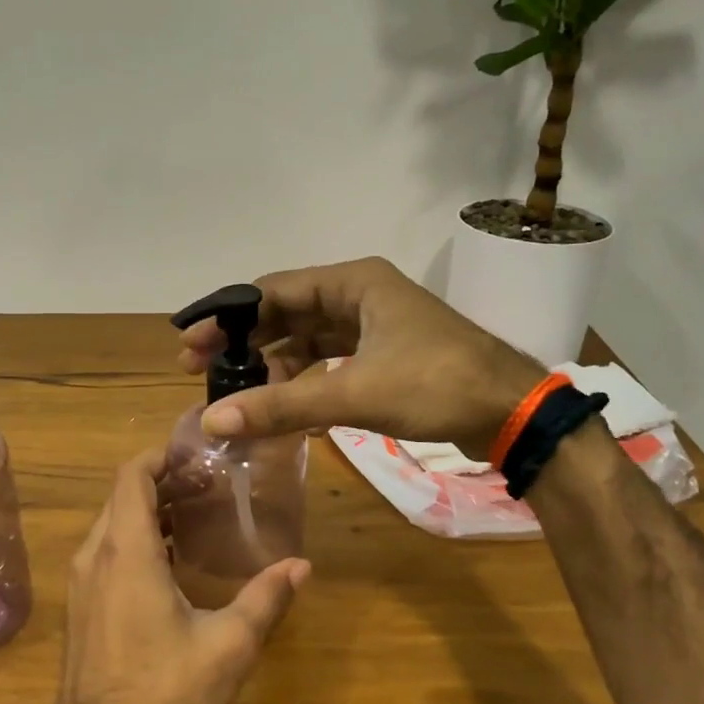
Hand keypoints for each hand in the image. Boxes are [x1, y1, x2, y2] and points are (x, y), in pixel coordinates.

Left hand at [56, 450, 309, 703]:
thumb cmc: (164, 693)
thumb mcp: (228, 645)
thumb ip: (265, 599)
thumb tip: (302, 565)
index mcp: (126, 552)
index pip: (132, 477)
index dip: (160, 456)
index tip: (196, 454)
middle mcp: (94, 558)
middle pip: (122, 497)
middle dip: (162, 483)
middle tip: (208, 484)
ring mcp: (81, 586)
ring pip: (111, 527)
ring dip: (148, 513)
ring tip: (195, 516)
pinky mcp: (79, 610)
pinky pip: (104, 555)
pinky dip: (134, 542)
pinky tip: (170, 564)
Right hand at [178, 256, 546, 455]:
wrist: (513, 412)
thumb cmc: (436, 385)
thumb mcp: (354, 393)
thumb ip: (282, 406)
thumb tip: (213, 421)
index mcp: (353, 282)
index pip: (272, 291)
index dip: (227, 318)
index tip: (190, 345)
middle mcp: (359, 294)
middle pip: (285, 313)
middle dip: (244, 342)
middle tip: (200, 371)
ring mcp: (373, 325)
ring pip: (306, 339)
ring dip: (272, 364)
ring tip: (237, 393)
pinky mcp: (383, 354)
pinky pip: (328, 360)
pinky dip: (303, 379)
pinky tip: (282, 404)